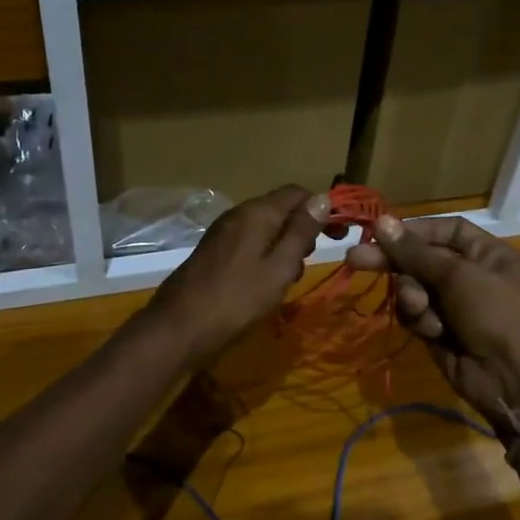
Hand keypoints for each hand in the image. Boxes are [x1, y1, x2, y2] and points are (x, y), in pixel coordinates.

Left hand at [150, 186, 332, 364]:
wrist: (180, 326)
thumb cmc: (238, 299)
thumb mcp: (280, 267)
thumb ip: (301, 232)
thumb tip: (323, 198)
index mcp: (257, 213)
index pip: (297, 193)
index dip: (322, 209)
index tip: (340, 235)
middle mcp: (238, 214)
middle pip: (280, 209)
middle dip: (302, 231)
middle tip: (308, 263)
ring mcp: (222, 232)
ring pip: (264, 228)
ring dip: (283, 247)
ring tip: (286, 279)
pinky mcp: (213, 251)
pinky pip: (248, 243)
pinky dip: (264, 256)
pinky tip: (263, 283)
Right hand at [348, 214, 519, 439]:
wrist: (517, 382)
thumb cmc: (498, 315)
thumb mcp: (459, 277)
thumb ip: (416, 252)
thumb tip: (381, 221)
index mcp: (488, 254)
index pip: (446, 231)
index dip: (415, 230)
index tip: (381, 232)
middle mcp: (471, 276)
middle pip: (422, 259)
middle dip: (394, 261)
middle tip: (356, 259)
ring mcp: (455, 306)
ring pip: (414, 288)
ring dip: (412, 296)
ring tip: (420, 308)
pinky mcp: (440, 332)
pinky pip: (416, 316)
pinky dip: (420, 321)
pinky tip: (433, 332)